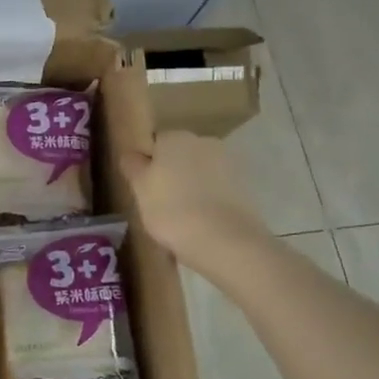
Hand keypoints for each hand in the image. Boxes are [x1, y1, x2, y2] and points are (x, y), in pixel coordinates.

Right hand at [119, 131, 274, 281]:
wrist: (225, 240)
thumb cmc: (171, 210)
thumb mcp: (139, 189)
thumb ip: (133, 166)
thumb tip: (132, 155)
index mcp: (175, 137)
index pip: (155, 143)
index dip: (147, 165)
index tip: (143, 188)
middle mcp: (204, 142)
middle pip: (180, 155)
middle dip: (171, 173)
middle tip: (159, 203)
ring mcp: (228, 163)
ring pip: (200, 172)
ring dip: (191, 186)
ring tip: (182, 216)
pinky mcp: (245, 187)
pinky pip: (217, 189)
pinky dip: (209, 199)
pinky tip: (202, 222)